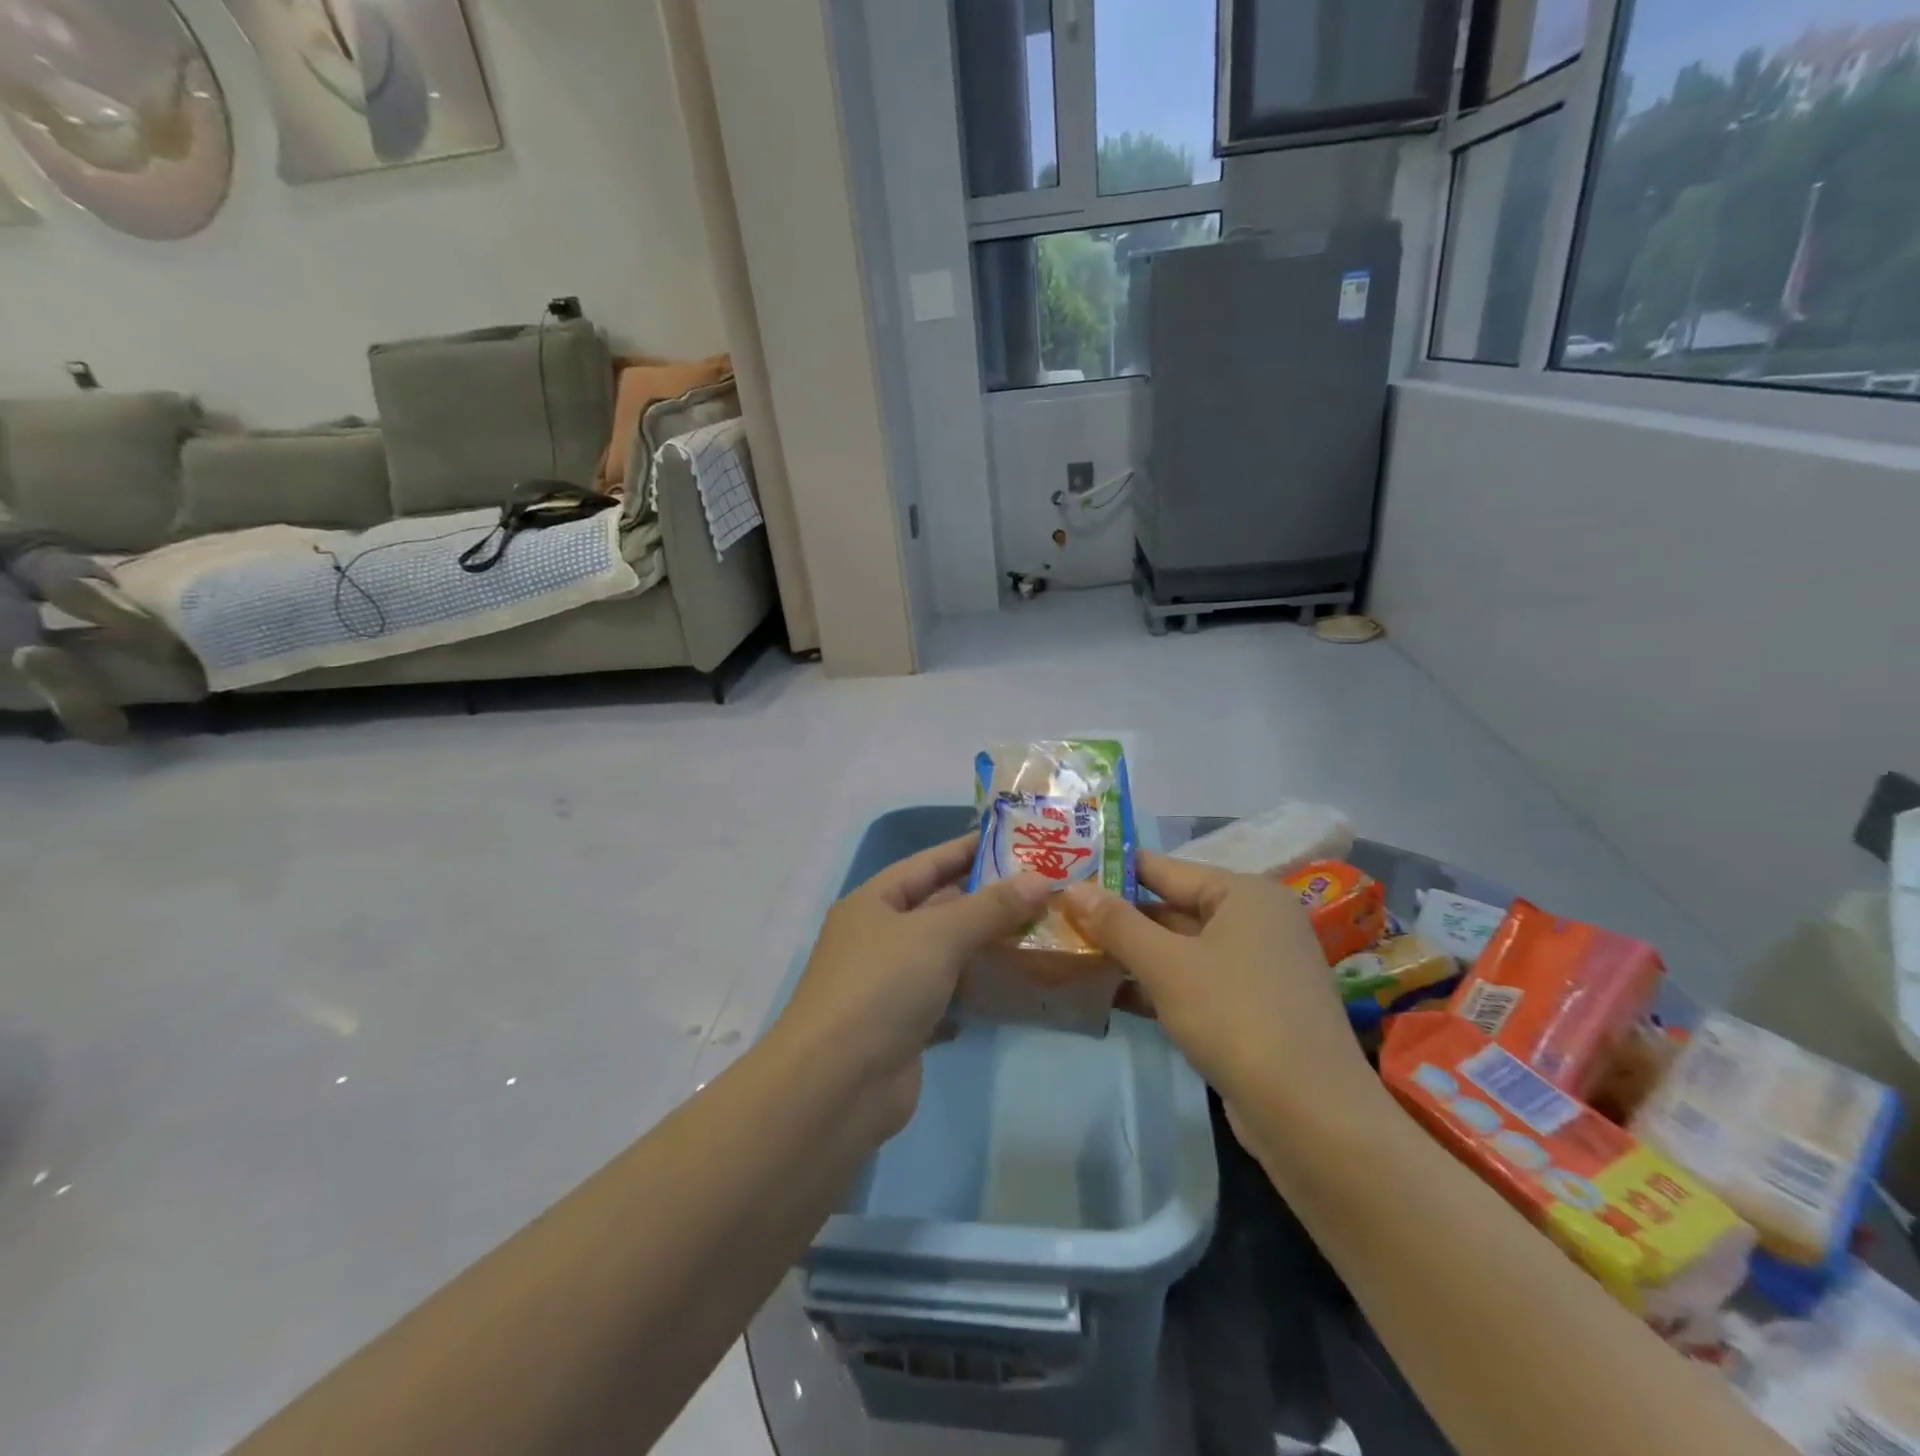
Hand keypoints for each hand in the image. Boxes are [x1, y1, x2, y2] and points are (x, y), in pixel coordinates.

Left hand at [777, 834, 1051, 1135]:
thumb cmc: (881, 988)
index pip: (929, 863)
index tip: (1018, 840)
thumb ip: (990, 907)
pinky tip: (1016, 984)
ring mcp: (891, 984)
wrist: (837, 1086)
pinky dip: (978, 990)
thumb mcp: (938, 935)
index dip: (970, 848)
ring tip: (1042, 930)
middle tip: (1044, 887)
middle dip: (988, 898)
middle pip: (940, 907)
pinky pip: (949, 996)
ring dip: (988, 945)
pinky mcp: (906, 1026)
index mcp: (874, 903)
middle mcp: (879, 938)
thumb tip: (1041, 879)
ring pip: (947, 953)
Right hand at [1063, 852, 1370, 1108]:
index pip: (1165, 869)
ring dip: (1133, 954)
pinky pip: (1193, 982)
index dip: (1114, 872)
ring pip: (1180, 949)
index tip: (1066, 874)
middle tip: (1061, 917)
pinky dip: (1156, 985)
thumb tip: (1073, 887)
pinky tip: (1109, 993)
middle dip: (1119, 918)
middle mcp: (1255, 922)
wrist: (1311, 1118)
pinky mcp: (1251, 1009)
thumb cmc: (1236, 1018)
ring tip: (1074, 952)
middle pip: (1172, 908)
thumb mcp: (1167, 966)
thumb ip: (1117, 923)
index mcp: (1245, 894)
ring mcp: (1256, 968)